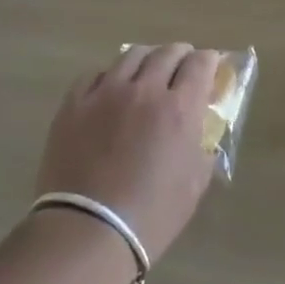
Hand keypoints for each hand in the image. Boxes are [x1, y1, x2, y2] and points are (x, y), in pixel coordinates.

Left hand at [34, 45, 219, 264]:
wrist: (87, 231)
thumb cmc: (151, 215)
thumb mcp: (194, 184)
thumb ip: (202, 149)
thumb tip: (200, 133)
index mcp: (180, 108)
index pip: (201, 63)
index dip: (210, 61)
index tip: (210, 68)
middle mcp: (144, 90)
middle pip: (167, 52)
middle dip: (181, 55)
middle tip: (182, 68)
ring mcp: (105, 93)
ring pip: (131, 55)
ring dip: (147, 59)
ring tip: (147, 73)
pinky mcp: (74, 103)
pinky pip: (95, 74)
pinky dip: (110, 76)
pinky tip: (111, 90)